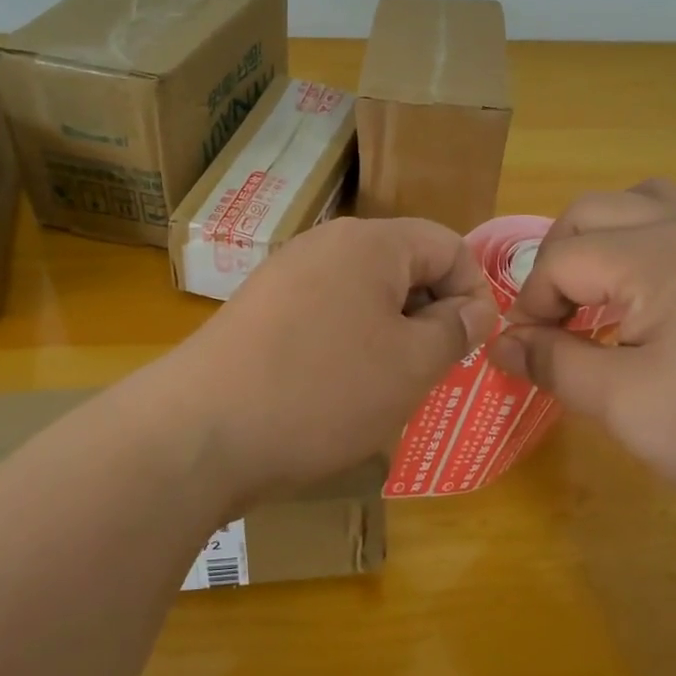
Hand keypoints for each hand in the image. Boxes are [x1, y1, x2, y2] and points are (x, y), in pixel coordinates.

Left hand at [172, 216, 499, 504]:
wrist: (200, 433)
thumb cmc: (324, 392)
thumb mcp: (410, 365)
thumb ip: (454, 330)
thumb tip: (475, 309)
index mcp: (371, 243)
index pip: (448, 245)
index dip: (473, 291)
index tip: (471, 346)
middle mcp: (326, 244)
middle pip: (404, 265)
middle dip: (430, 314)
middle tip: (431, 371)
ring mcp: (285, 274)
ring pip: (364, 294)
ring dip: (390, 334)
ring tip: (386, 386)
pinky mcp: (259, 309)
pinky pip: (325, 313)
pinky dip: (347, 344)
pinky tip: (336, 390)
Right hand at [490, 180, 675, 530]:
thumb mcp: (621, 404)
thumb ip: (552, 362)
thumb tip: (500, 342)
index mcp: (656, 255)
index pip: (562, 259)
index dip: (532, 304)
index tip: (528, 352)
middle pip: (594, 211)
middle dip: (558, 261)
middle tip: (553, 319)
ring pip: (650, 199)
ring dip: (610, 233)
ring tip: (601, 285)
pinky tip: (674, 261)